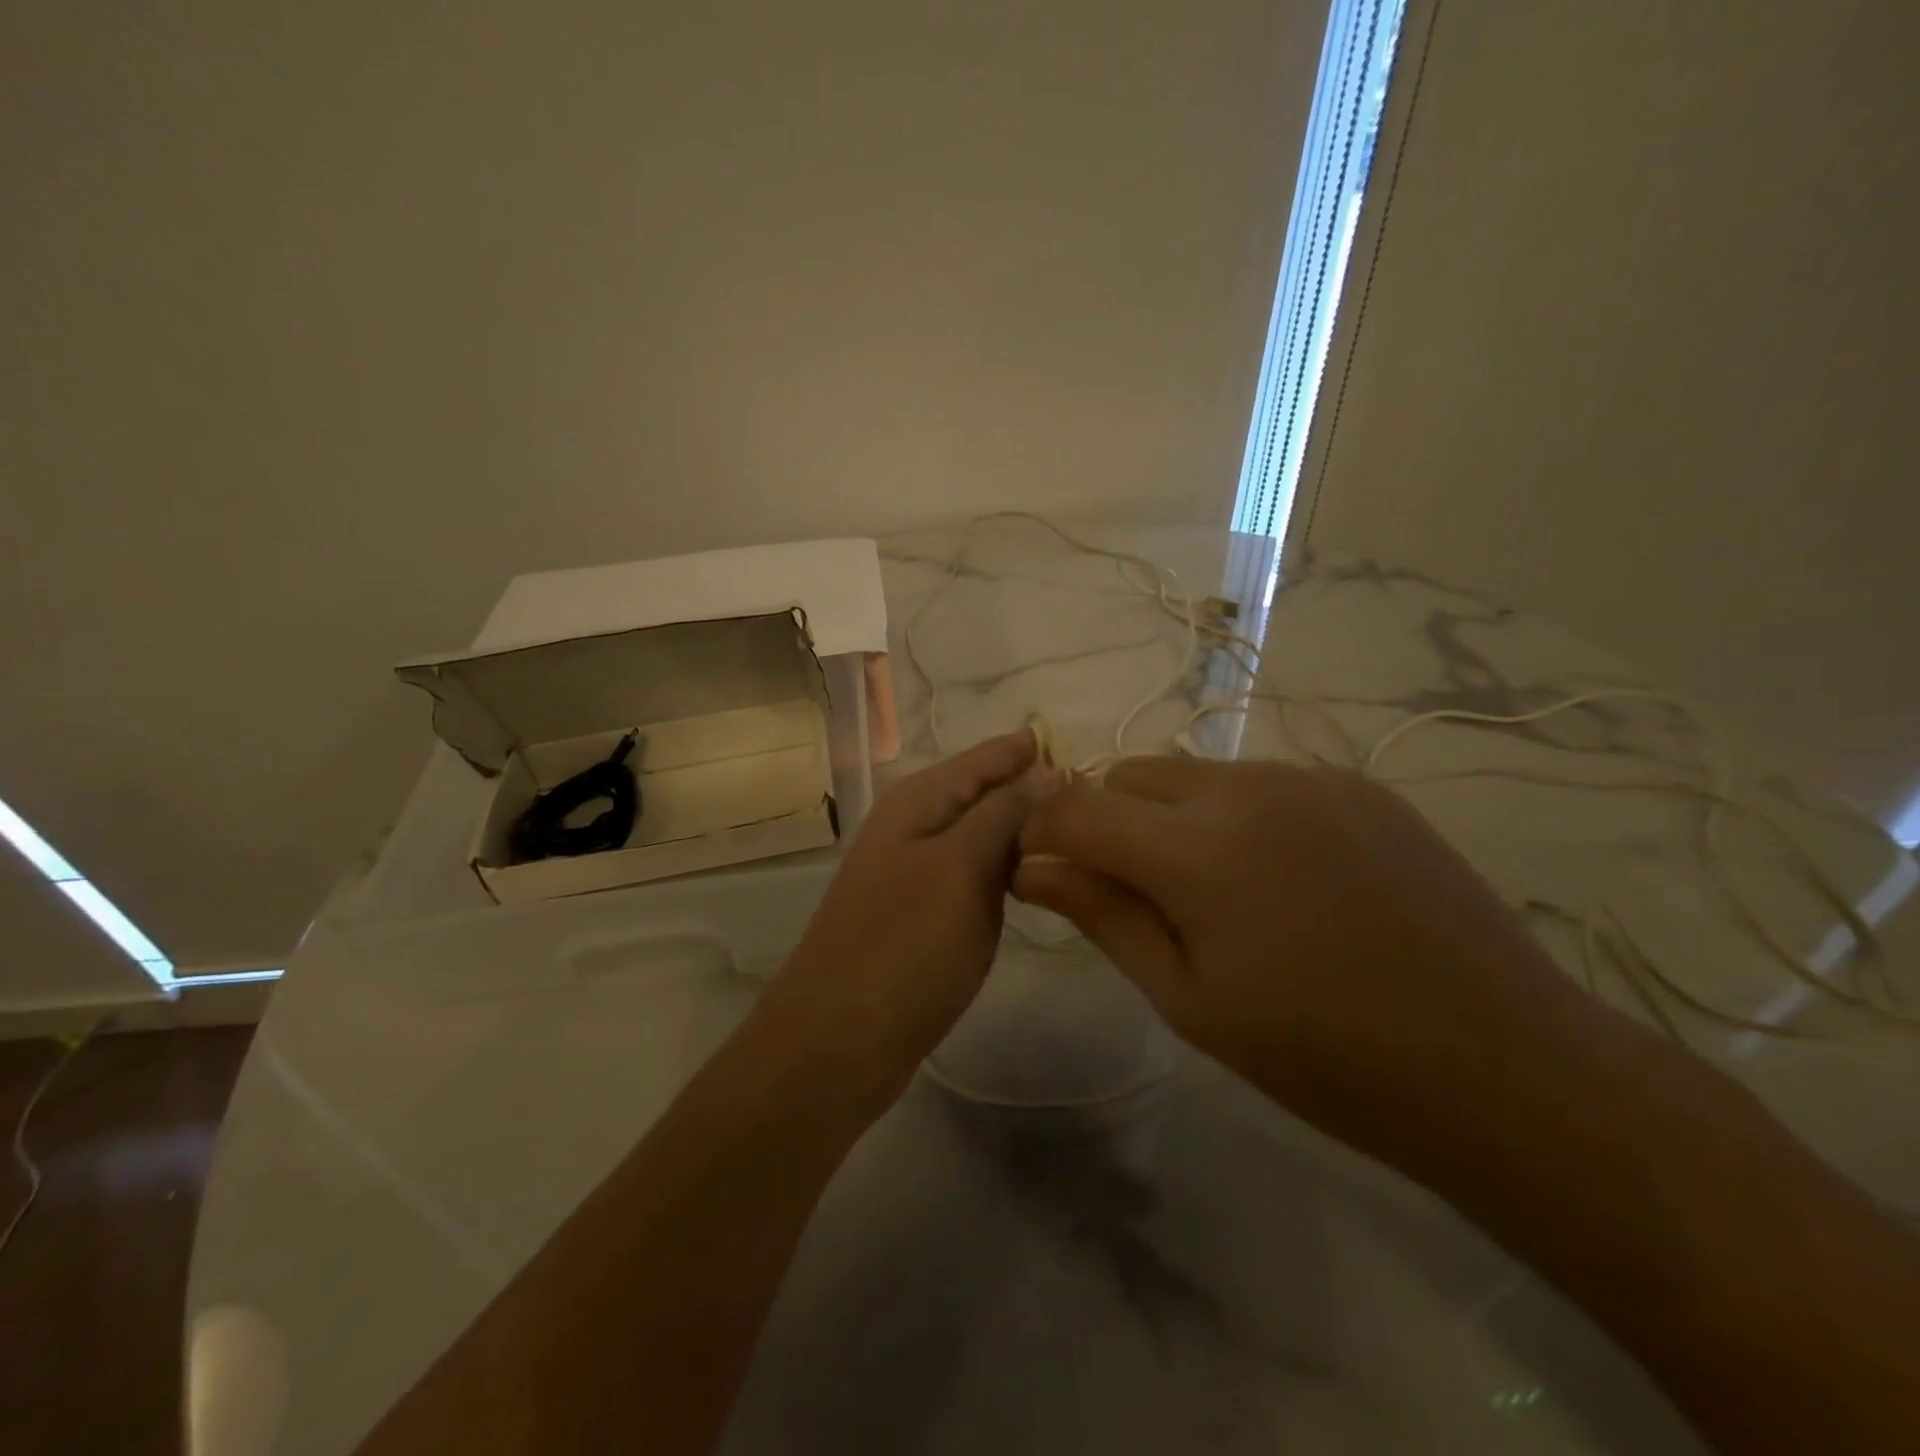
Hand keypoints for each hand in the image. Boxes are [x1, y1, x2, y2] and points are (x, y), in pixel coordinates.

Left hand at [756, 731, 1057, 1105]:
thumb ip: (1002, 813)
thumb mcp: (959, 868)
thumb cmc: (903, 946)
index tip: (1094, 757)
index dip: (1035, 751)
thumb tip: (1044, 767)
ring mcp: (920, 869)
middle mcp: (916, 823)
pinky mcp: (926, 910)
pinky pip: (976, 873)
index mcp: (919, 799)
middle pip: (986, 791)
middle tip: (1104, 801)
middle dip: (1037, 790)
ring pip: (984, 833)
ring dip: (1025, 832)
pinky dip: (1008, 870)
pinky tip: (1041, 879)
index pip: (989, 755)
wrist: (838, 1040)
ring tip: (1085, 834)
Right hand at [1013, 757, 1584, 1171]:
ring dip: (1168, 816)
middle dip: (1105, 821)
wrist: (1502, 1063)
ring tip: (1210, 889)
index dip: (1042, 834)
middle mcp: (1247, 787)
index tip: (1040, 872)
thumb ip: (1103, 917)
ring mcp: (1308, 776)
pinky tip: (1277, 877)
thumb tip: (1031, 870)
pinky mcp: (1355, 782)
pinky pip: (1257, 779)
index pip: (1077, 807)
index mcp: (1199, 851)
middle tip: (1132, 893)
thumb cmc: (1325, 1057)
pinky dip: (1231, 813)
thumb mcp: (1189, 1000)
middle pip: (1129, 775)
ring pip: (1191, 772)